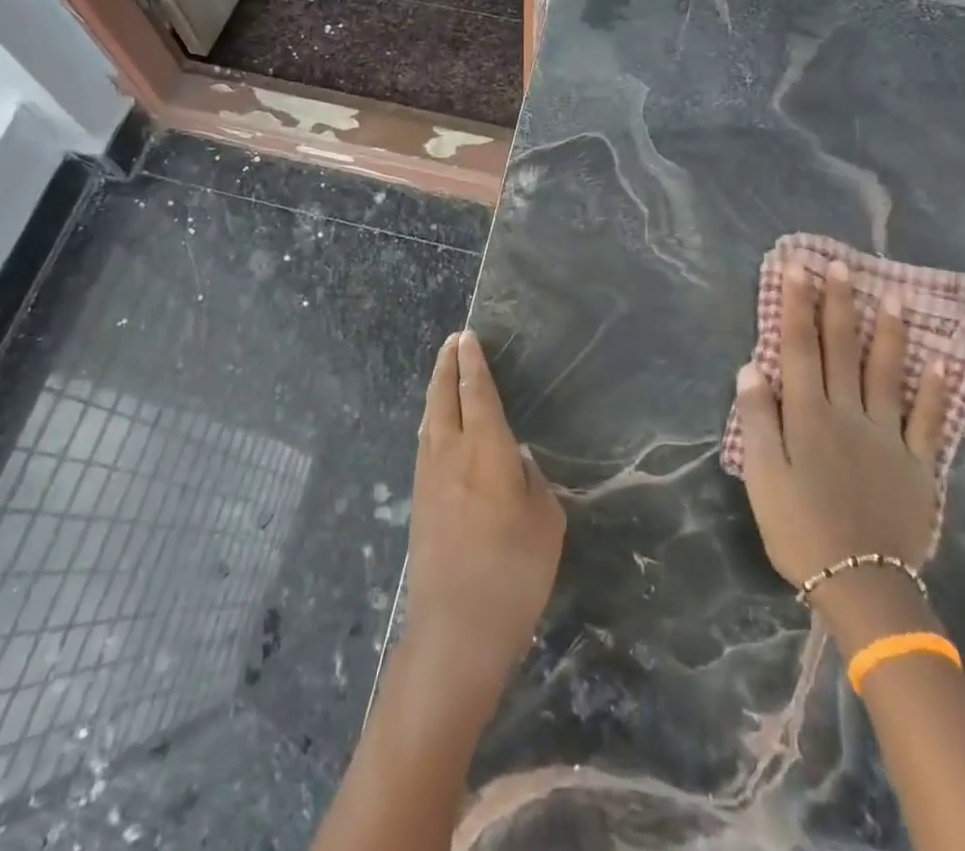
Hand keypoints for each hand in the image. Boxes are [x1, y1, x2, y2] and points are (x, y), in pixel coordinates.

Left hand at [403, 330, 565, 704]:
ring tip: (443, 374)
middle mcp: (451, 451)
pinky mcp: (419, 500)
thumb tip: (512, 460)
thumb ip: (530, 479)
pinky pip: (425, 442)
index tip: (468, 338)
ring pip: (430, 418)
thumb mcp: (545, 521)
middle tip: (453, 342)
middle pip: (444, 396)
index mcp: (485, 449)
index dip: (473, 363)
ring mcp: (428, 475)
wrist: (457, 627)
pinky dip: (432, 420)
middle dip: (447, 365)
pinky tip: (436, 425)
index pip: (477, 392)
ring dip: (437, 391)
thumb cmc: (514, 571)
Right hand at [735, 260, 950, 642]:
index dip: (797, 304)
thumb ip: (758, 418)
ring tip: (894, 297)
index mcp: (808, 414)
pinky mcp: (918, 464)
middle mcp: (849, 413)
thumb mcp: (763, 475)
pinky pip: (929, 420)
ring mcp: (888, 436)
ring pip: (887, 373)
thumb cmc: (799, 527)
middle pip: (841, 349)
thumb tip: (751, 366)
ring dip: (889, 333)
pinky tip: (943, 363)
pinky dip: (936, 390)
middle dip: (838, 304)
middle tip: (839, 265)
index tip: (796, 267)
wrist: (861, 585)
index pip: (799, 346)